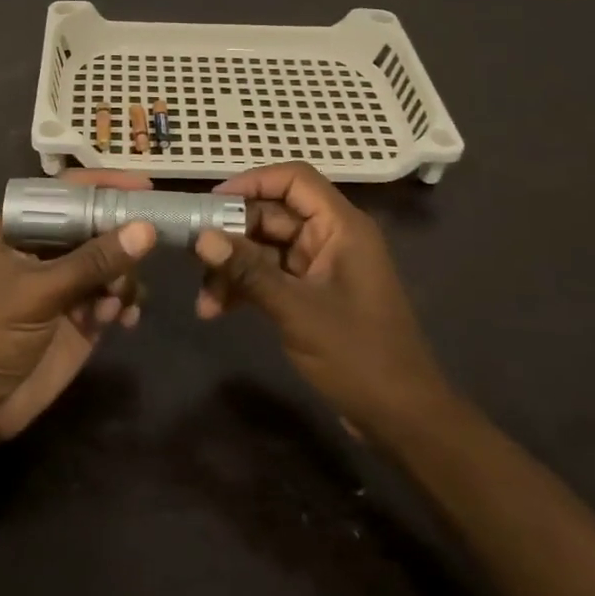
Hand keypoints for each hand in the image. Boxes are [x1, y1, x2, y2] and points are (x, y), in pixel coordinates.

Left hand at [0, 170, 157, 441]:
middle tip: (148, 249)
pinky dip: (126, 304)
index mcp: (24, 229)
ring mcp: (69, 282)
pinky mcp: (85, 314)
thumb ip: (93, 261)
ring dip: (123, 280)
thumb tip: (145, 229)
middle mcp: (50, 249)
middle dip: (123, 240)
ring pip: (115, 262)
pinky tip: (122, 321)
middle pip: (99, 226)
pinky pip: (119, 296)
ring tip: (112, 307)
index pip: (68, 193)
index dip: (105, 185)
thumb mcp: (40, 292)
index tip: (145, 186)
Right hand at [193, 162, 447, 439]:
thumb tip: (201, 238)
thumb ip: (248, 271)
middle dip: (231, 235)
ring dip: (233, 268)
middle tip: (193, 256)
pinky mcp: (312, 293)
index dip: (252, 182)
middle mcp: (330, 238)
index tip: (210, 203)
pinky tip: (216, 310)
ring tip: (203, 300)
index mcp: (341, 227)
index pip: (294, 179)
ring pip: (265, 249)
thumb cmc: (358, 355)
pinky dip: (244, 288)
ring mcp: (321, 267)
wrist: (400, 416)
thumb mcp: (297, 310)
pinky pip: (270, 276)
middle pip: (272, 215)